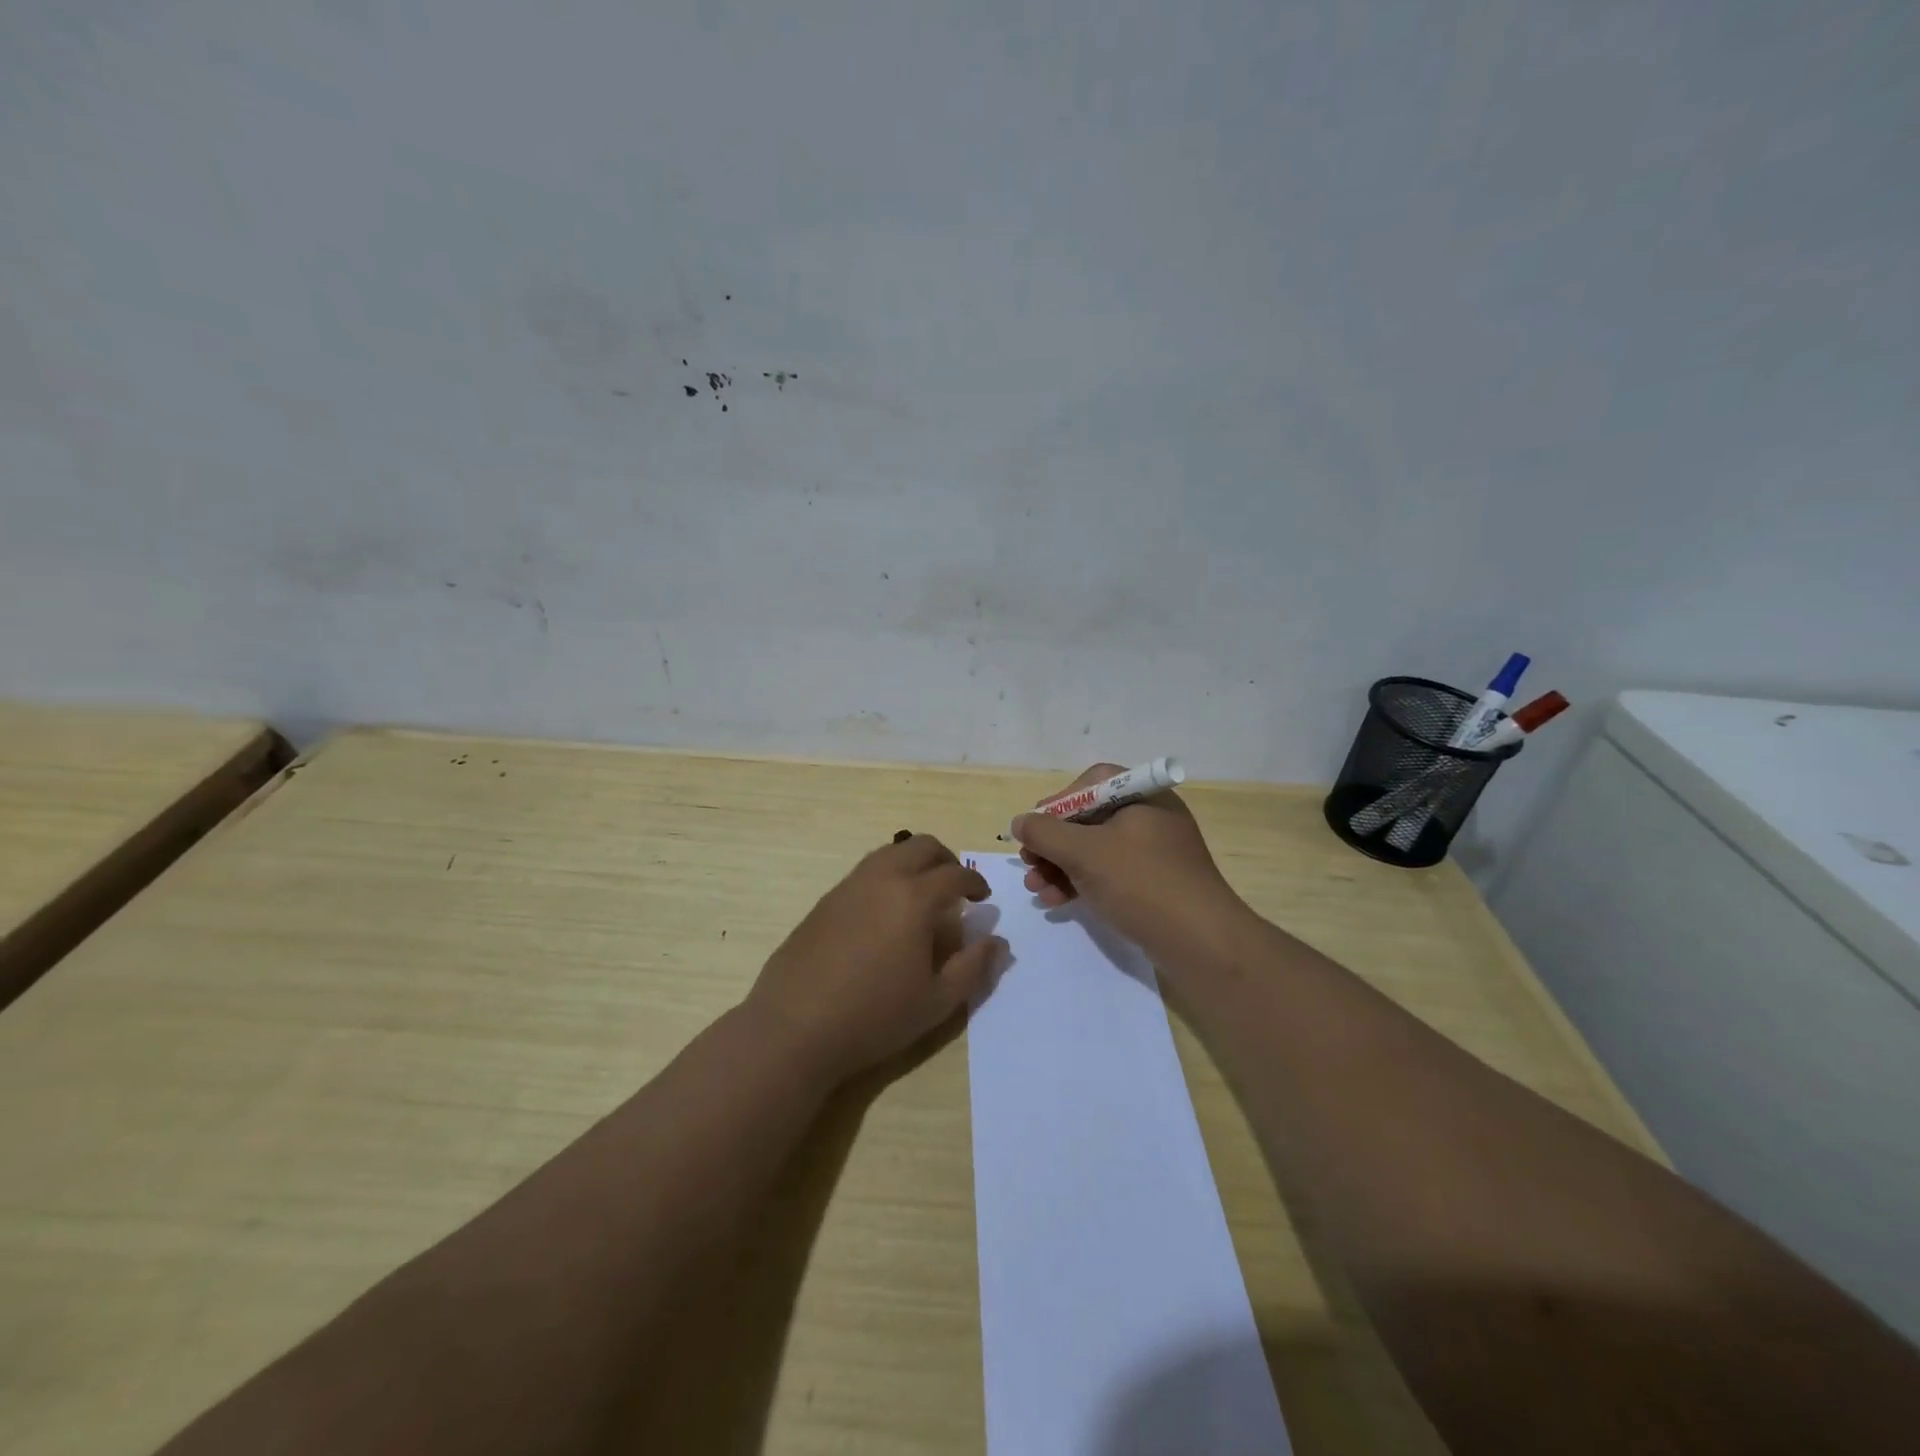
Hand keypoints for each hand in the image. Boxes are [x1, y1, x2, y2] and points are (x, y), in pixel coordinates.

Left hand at [746, 834, 1003, 1083]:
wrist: (794, 1027)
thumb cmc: (874, 1017)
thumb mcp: (937, 1002)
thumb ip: (973, 967)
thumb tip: (998, 942)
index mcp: (913, 898)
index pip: (955, 875)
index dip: (975, 883)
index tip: (982, 897)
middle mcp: (881, 879)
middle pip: (921, 846)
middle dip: (945, 860)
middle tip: (955, 887)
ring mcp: (848, 886)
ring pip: (889, 853)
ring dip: (913, 863)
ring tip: (921, 896)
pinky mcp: (825, 901)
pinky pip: (865, 872)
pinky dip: (886, 877)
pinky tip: (885, 913)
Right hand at [1013, 763, 1245, 957]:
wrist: (1201, 943)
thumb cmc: (1142, 883)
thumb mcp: (1085, 853)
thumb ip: (1045, 833)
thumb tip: (1020, 822)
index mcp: (1144, 796)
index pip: (1091, 783)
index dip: (1057, 802)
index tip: (1034, 828)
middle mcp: (1151, 818)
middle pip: (1089, 818)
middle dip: (1053, 843)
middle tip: (1028, 864)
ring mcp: (1155, 854)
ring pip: (1096, 850)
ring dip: (1060, 866)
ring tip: (1035, 889)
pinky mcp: (1154, 885)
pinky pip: (1109, 874)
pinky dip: (1081, 883)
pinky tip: (1057, 901)